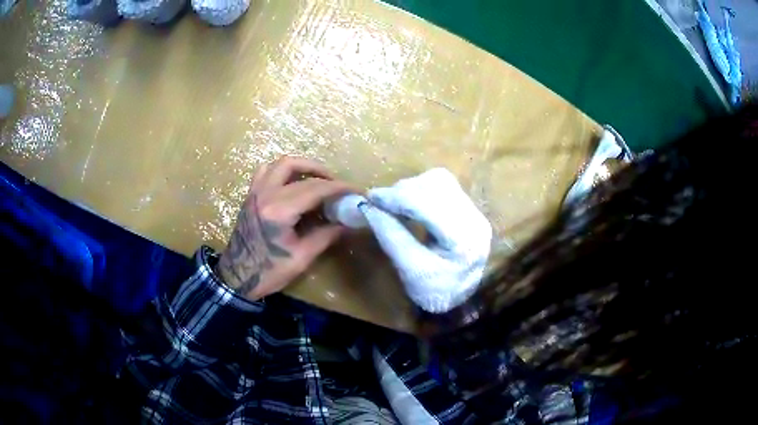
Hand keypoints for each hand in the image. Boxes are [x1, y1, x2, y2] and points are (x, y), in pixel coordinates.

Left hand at [215, 157, 353, 300]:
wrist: (236, 278)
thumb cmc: (269, 271)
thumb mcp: (301, 258)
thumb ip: (326, 236)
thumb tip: (348, 223)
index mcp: (279, 210)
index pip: (315, 188)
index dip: (339, 187)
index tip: (357, 191)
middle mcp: (266, 194)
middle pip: (299, 170)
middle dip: (323, 174)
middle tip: (338, 186)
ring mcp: (255, 192)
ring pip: (280, 163)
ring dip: (302, 166)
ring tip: (317, 178)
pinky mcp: (250, 196)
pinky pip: (266, 171)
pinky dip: (282, 170)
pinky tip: (292, 182)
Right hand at [360, 168, 491, 312]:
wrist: (457, 299)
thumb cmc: (433, 291)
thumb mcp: (410, 269)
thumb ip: (391, 236)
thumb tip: (368, 207)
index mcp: (463, 239)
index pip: (429, 205)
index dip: (397, 197)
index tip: (370, 197)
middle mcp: (475, 219)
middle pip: (437, 185)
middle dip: (404, 190)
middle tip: (381, 203)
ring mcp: (475, 212)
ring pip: (441, 180)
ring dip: (413, 187)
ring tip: (396, 204)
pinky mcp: (470, 210)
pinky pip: (445, 186)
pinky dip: (422, 190)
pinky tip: (411, 204)